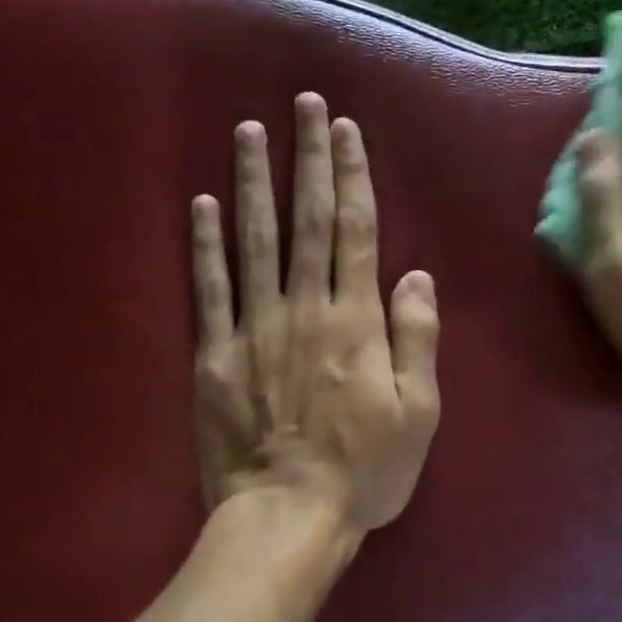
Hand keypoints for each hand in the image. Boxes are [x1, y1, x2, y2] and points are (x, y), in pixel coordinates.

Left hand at [190, 92, 440, 535]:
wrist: (288, 517)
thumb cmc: (365, 471)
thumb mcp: (419, 412)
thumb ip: (417, 338)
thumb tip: (415, 274)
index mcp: (356, 321)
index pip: (356, 231)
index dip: (352, 175)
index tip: (345, 129)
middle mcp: (305, 309)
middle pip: (307, 220)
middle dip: (307, 157)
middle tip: (303, 104)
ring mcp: (254, 328)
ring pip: (255, 240)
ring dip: (254, 181)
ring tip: (249, 130)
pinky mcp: (215, 355)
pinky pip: (209, 289)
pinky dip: (205, 244)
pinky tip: (202, 203)